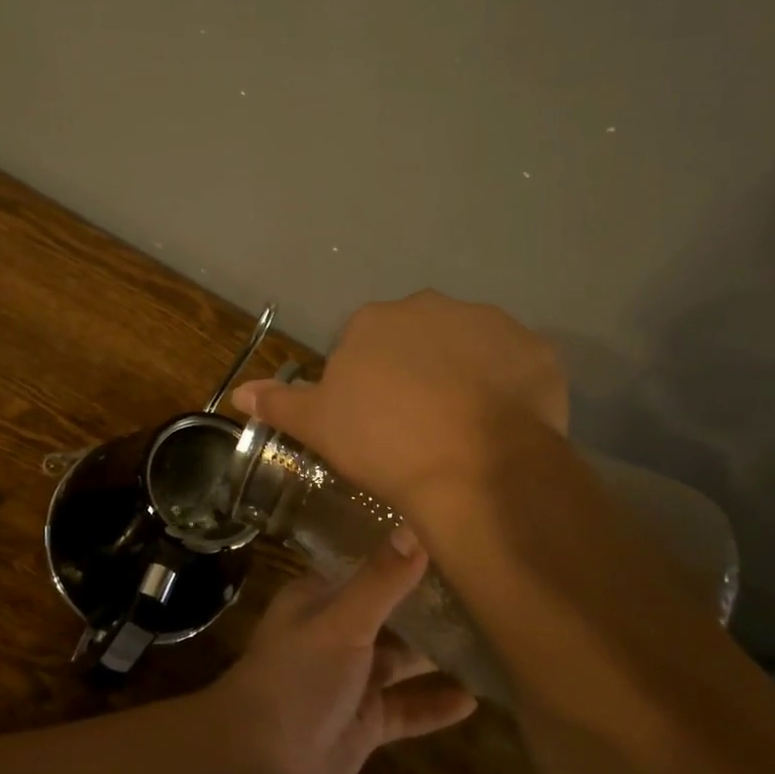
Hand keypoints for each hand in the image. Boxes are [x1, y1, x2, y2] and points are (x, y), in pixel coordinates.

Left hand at [197, 539, 477, 773]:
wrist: (260, 762)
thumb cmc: (297, 676)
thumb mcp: (342, 622)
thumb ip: (381, 581)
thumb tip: (416, 527)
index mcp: (320, 598)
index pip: (367, 567)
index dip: (404, 555)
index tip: (452, 541)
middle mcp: (336, 632)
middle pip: (389, 612)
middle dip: (428, 605)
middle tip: (487, 588)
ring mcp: (351, 679)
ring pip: (401, 660)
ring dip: (437, 653)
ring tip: (492, 638)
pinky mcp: (365, 722)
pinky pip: (408, 708)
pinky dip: (436, 704)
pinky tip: (476, 699)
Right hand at [232, 291, 569, 515]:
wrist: (473, 467)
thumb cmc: (383, 442)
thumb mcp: (319, 426)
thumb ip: (279, 402)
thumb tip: (238, 392)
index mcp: (374, 320)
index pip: (364, 346)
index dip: (369, 385)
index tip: (376, 422)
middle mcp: (430, 306)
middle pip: (417, 339)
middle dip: (416, 371)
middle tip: (418, 424)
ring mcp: (489, 323)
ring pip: (468, 348)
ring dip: (463, 375)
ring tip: (464, 428)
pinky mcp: (536, 349)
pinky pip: (515, 365)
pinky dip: (508, 387)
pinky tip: (501, 425)